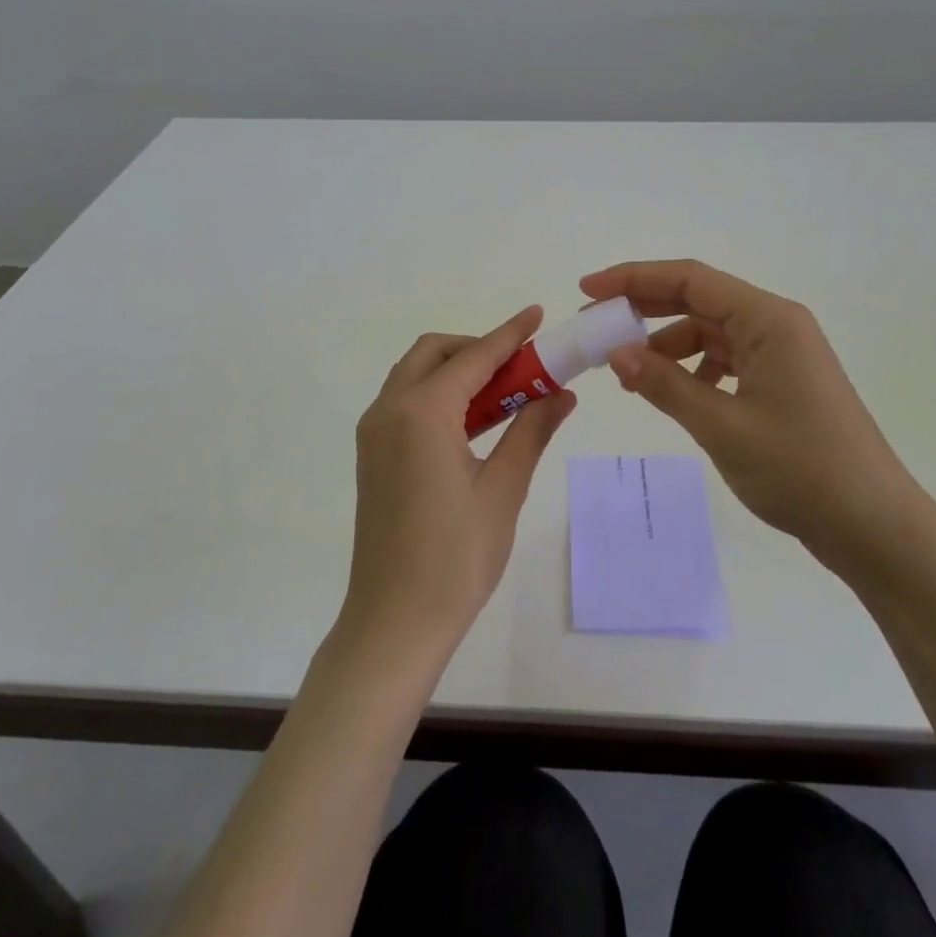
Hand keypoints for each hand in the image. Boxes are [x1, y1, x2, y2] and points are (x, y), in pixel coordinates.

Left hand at [341, 307, 577, 668]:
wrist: (393, 622)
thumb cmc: (455, 558)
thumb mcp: (503, 490)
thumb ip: (531, 431)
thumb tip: (563, 393)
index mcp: (422, 412)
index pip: (474, 357)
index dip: (510, 335)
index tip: (537, 314)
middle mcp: (389, 410)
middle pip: (435, 354)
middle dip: (479, 349)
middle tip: (522, 368)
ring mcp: (374, 432)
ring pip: (416, 375)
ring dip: (458, 372)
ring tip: (506, 394)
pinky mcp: (372, 454)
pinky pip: (406, 403)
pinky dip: (440, 396)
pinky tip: (473, 422)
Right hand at [579, 260, 920, 576]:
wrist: (875, 528)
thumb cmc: (802, 470)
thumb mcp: (722, 426)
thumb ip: (665, 385)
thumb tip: (616, 353)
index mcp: (768, 320)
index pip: (690, 279)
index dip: (634, 279)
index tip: (587, 290)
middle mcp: (777, 325)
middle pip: (699, 300)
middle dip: (645, 309)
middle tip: (596, 326)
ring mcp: (783, 354)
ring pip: (710, 332)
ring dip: (667, 345)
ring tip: (630, 373)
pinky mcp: (783, 382)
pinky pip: (726, 359)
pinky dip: (693, 369)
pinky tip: (674, 394)